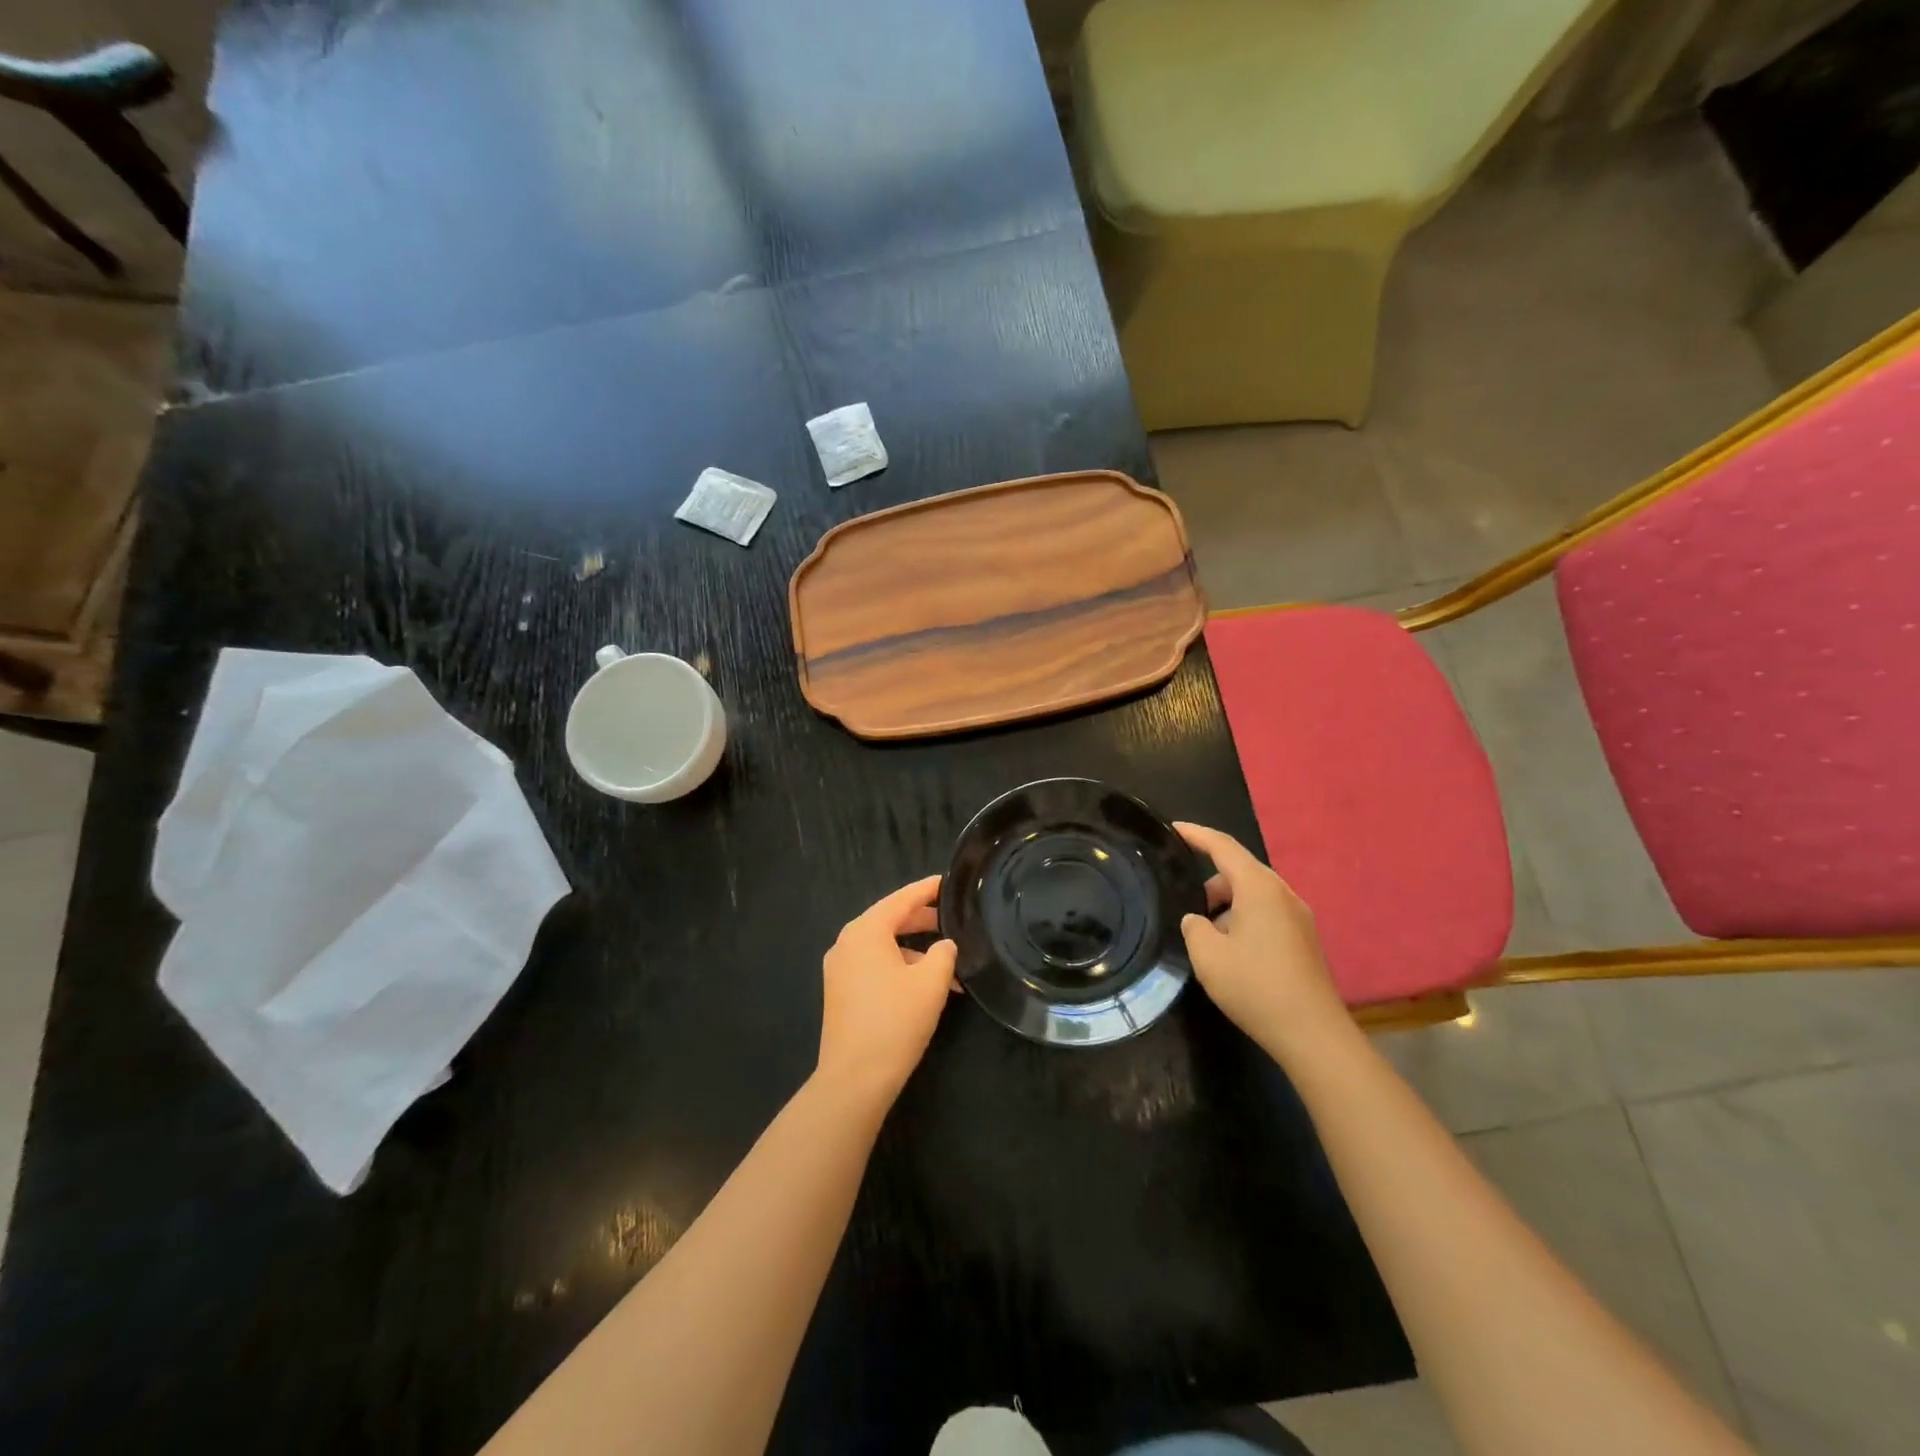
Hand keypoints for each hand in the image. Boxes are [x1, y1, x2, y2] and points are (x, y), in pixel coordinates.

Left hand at [815, 875, 958, 1109]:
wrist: (854, 1078)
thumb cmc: (895, 1021)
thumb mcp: (931, 982)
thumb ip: (944, 953)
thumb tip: (944, 945)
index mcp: (865, 931)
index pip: (901, 899)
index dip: (927, 889)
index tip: (947, 881)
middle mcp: (847, 942)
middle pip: (889, 920)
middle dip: (922, 921)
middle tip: (952, 920)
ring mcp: (839, 968)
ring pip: (883, 946)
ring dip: (915, 951)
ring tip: (947, 966)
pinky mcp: (840, 991)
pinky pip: (873, 966)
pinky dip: (899, 967)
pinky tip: (924, 987)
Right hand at [1173, 823, 1347, 1055]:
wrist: (1313, 1034)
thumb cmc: (1255, 987)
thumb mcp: (1207, 955)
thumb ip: (1193, 927)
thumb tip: (1197, 921)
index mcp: (1259, 888)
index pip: (1223, 847)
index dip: (1196, 835)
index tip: (1173, 829)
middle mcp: (1283, 894)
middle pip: (1240, 871)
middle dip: (1210, 881)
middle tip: (1183, 901)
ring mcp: (1298, 918)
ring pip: (1253, 895)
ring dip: (1227, 904)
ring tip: (1204, 933)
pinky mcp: (1304, 941)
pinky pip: (1266, 914)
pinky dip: (1243, 919)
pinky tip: (1230, 950)